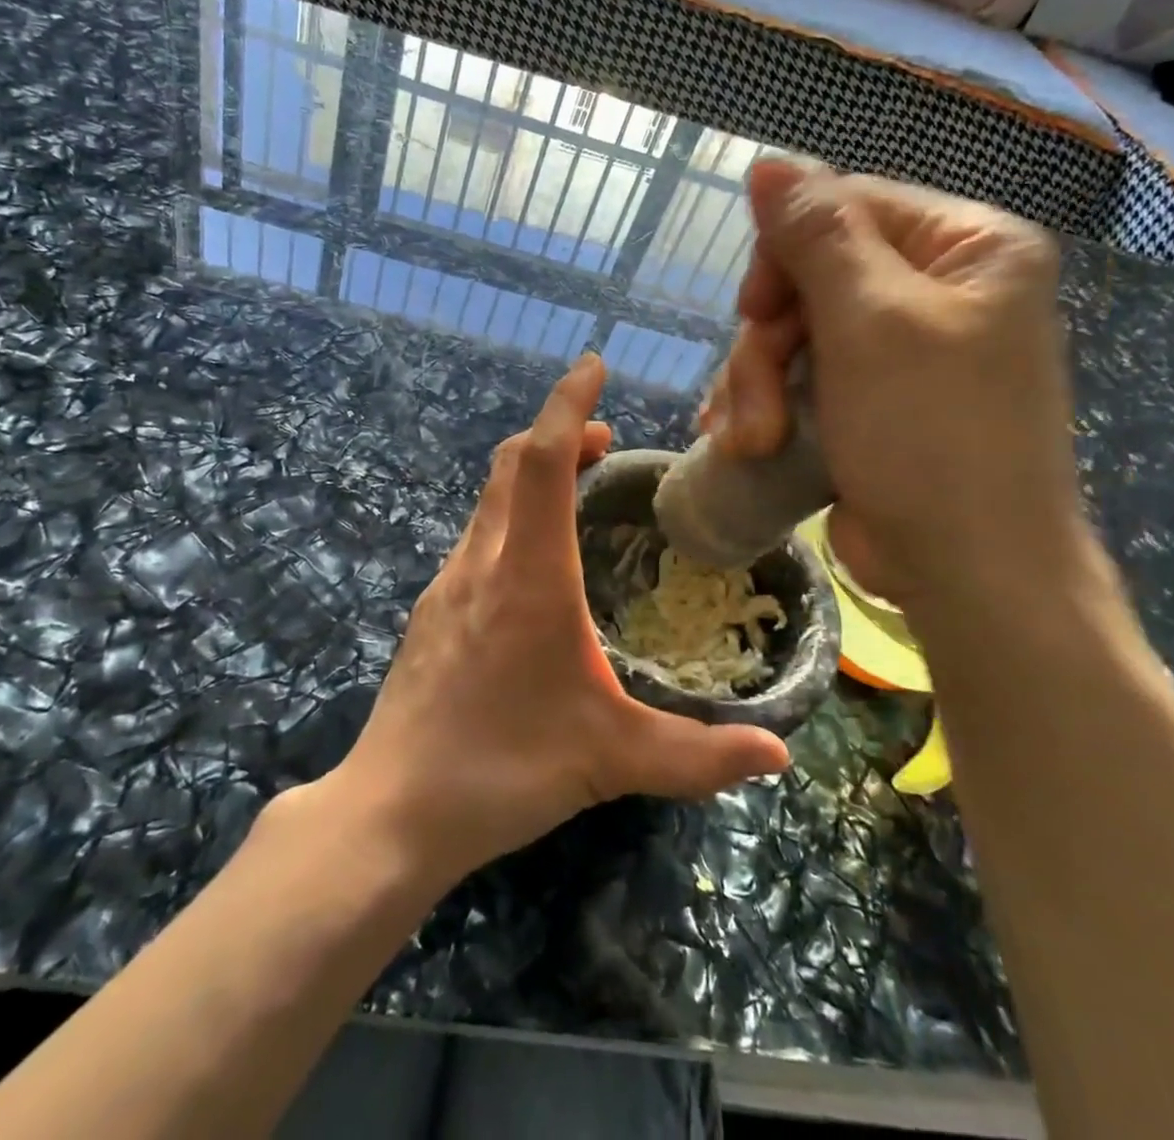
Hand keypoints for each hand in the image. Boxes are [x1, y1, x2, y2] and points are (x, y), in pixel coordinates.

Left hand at [330, 354, 790, 885]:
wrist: (394, 807)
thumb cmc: (503, 769)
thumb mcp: (611, 760)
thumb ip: (699, 757)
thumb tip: (779, 756)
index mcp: (528, 577)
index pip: (545, 462)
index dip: (569, 405)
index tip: (592, 366)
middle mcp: (482, 563)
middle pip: (513, 465)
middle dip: (558, 433)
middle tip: (605, 439)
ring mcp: (448, 584)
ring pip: (490, 499)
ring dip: (532, 473)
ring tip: (577, 487)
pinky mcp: (432, 611)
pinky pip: (477, 536)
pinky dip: (510, 515)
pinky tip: (533, 561)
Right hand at [701, 160, 1084, 607]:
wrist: (969, 572)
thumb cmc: (931, 435)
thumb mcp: (871, 323)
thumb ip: (817, 236)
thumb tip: (769, 163)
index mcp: (966, 248)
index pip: (846, 209)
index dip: (785, 256)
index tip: (755, 314)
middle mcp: (937, 291)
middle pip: (811, 279)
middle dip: (768, 346)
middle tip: (756, 406)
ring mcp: (899, 353)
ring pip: (793, 336)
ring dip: (757, 388)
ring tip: (751, 443)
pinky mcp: (868, 403)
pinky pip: (798, 379)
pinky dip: (765, 409)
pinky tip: (741, 443)